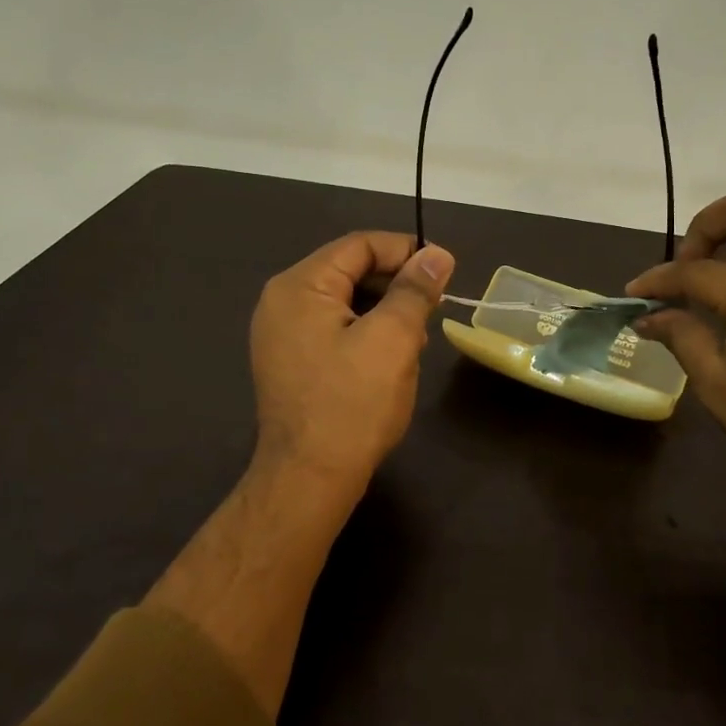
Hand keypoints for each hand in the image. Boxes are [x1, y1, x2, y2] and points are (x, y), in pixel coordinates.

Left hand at [249, 231, 454, 505]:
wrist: (309, 480)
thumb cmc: (352, 404)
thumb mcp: (393, 339)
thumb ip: (415, 290)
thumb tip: (437, 254)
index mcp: (300, 286)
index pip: (360, 245)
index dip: (406, 252)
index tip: (444, 272)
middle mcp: (282, 302)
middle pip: (351, 271)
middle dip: (396, 288)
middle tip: (431, 314)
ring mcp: (281, 334)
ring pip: (346, 303)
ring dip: (385, 314)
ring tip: (413, 345)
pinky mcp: (290, 361)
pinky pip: (335, 330)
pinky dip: (366, 335)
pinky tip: (389, 362)